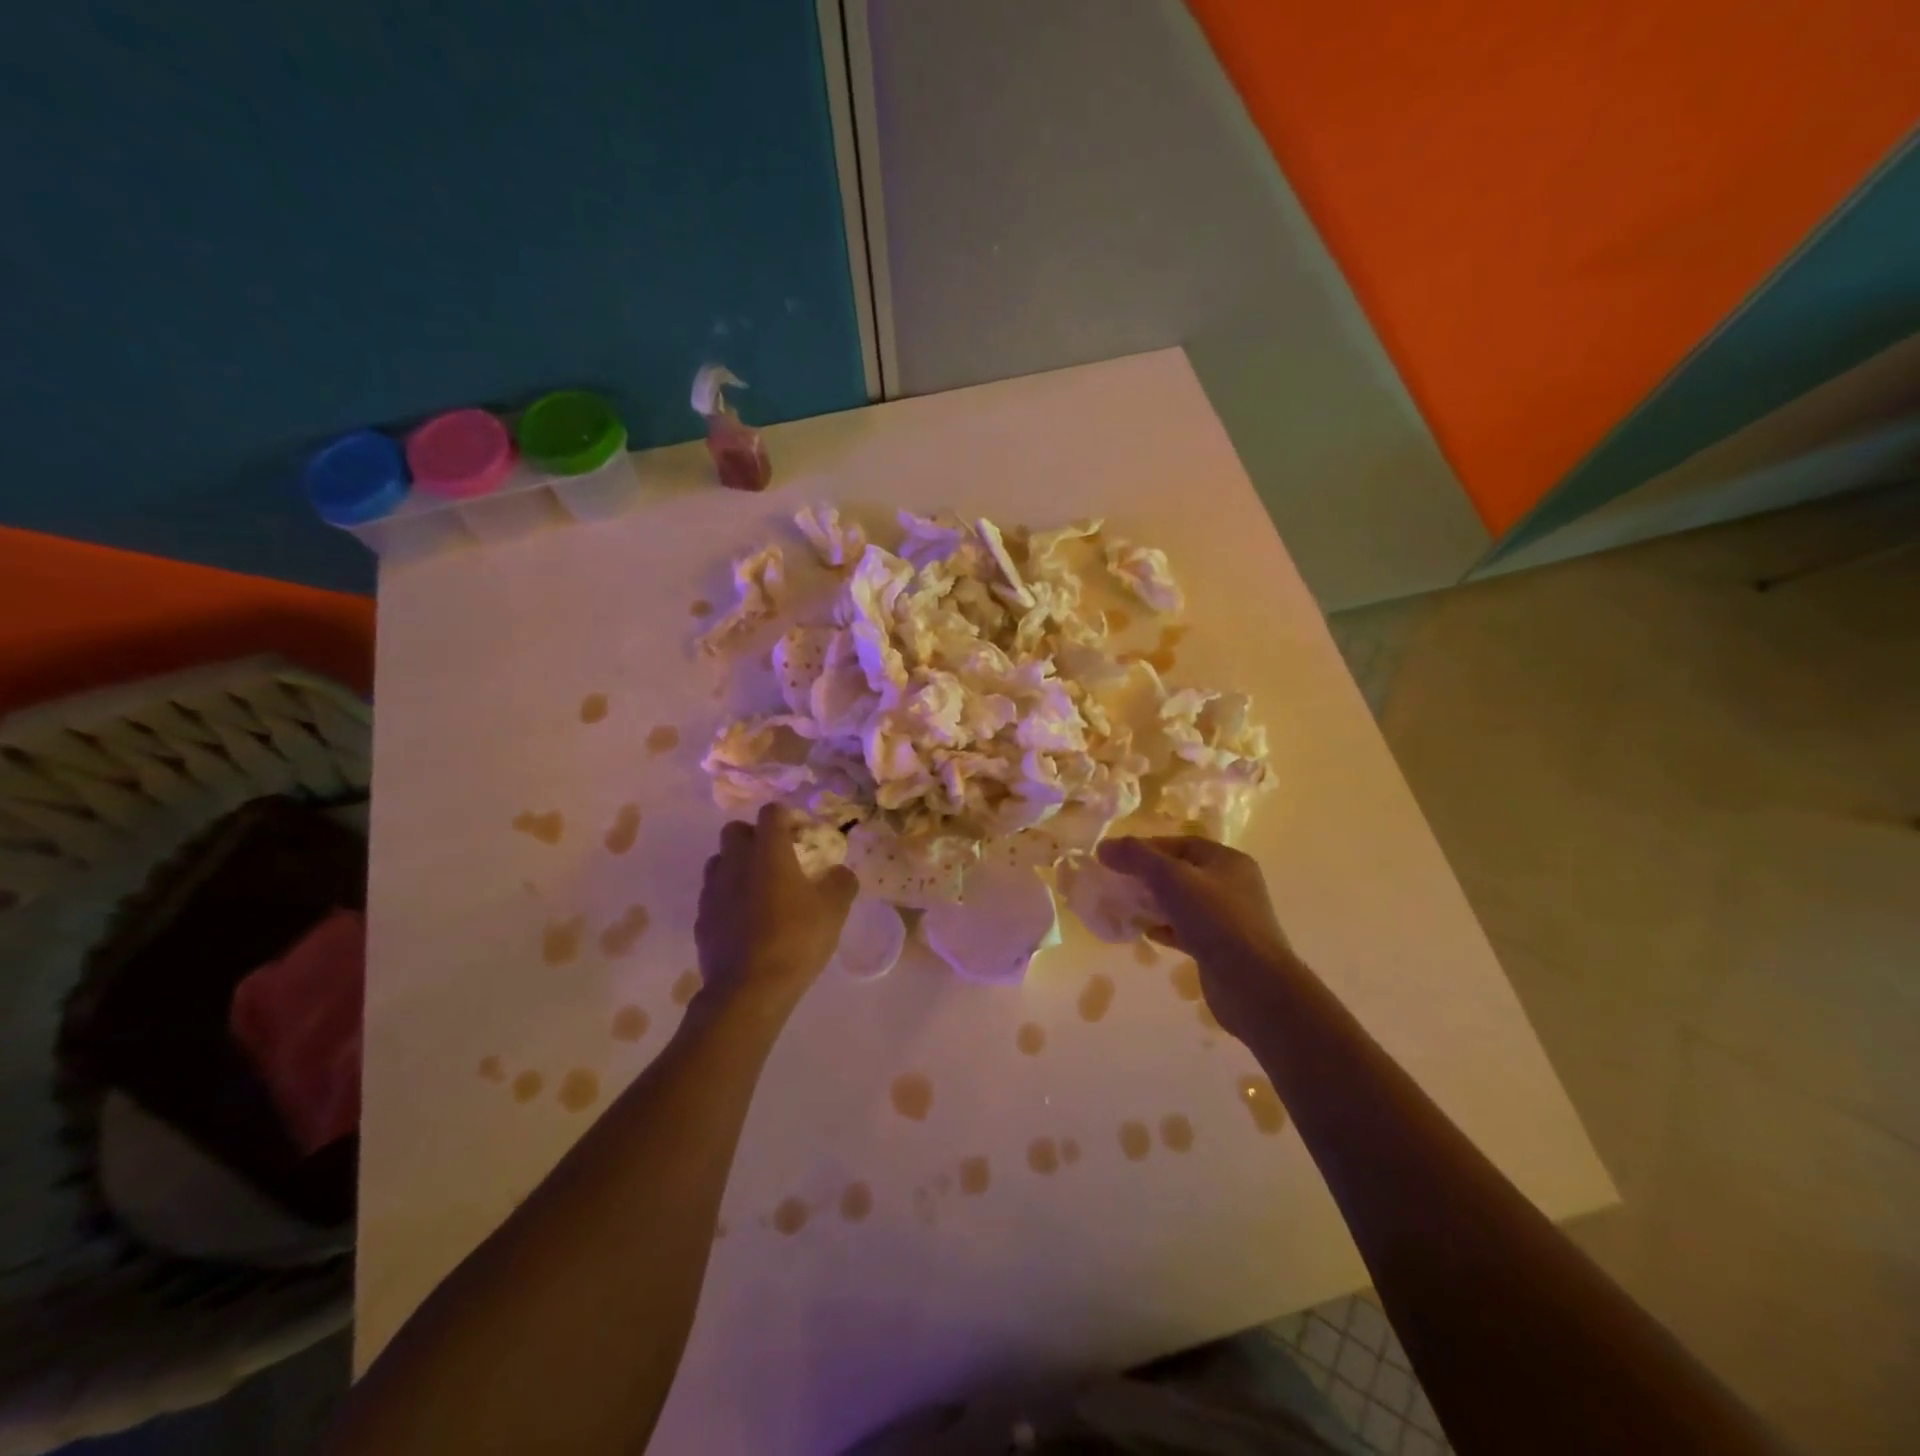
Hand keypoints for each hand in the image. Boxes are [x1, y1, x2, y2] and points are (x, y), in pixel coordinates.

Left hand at [694, 804, 858, 1017]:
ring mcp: (713, 891)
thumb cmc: (796, 940)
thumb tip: (838, 872)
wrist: (748, 990)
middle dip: (754, 837)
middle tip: (777, 858)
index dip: (787, 817)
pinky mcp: (702, 919)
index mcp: (768, 852)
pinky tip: (746, 920)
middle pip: (735, 831)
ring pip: (720, 862)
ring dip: (737, 866)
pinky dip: (728, 898)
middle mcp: (735, 862)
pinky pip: (714, 895)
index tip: (802, 835)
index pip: (771, 813)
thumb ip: (841, 882)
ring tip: (760, 889)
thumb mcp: (834, 909)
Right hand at [1097, 836, 1297, 1040]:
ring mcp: (1227, 918)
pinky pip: (1186, 929)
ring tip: (1125, 907)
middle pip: (1181, 872)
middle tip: (1117, 882)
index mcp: (1227, 861)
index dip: (1147, 847)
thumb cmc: (1215, 921)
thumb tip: (1104, 846)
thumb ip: (1138, 858)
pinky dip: (1165, 928)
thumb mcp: (1172, 879)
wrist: (1253, 985)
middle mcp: (1231, 885)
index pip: (1181, 844)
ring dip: (1154, 903)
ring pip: (1182, 902)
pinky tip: (1145, 933)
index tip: (1115, 858)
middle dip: (1147, 876)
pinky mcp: (1220, 947)